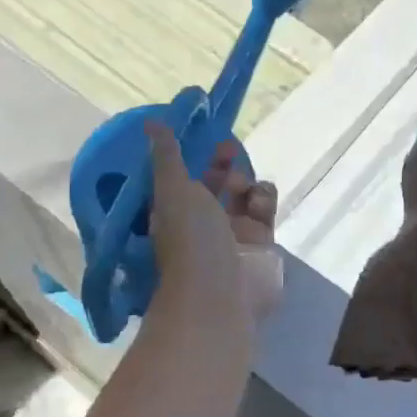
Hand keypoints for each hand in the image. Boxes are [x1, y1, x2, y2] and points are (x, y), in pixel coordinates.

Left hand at [146, 122, 280, 324]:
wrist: (221, 293)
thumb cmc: (190, 238)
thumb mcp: (173, 190)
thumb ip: (167, 156)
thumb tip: (151, 123)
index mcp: (176, 211)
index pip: (187, 177)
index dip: (195, 157)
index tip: (205, 139)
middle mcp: (204, 223)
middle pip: (218, 184)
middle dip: (224, 164)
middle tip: (228, 151)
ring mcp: (234, 235)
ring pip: (244, 194)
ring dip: (245, 181)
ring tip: (242, 189)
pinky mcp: (262, 244)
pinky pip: (265, 210)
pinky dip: (263, 200)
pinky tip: (258, 205)